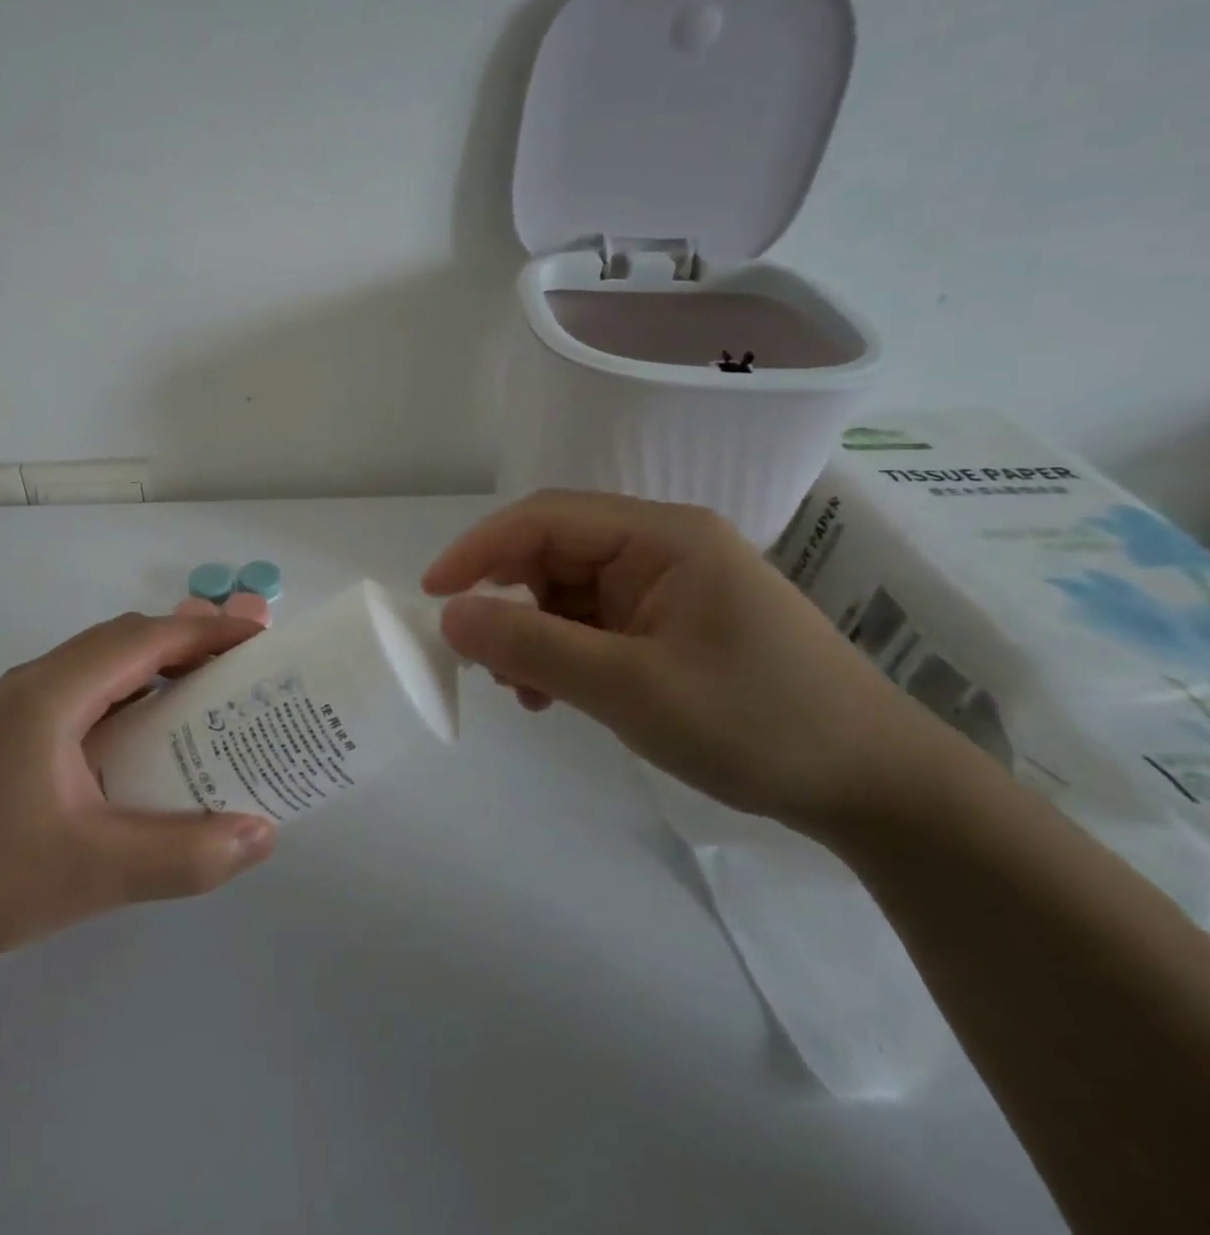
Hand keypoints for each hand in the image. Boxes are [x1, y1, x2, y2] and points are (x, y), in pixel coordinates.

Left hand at [0, 613, 277, 961]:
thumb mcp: (98, 871)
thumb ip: (186, 854)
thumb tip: (263, 834)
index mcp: (54, 692)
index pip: (144, 638)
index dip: (206, 631)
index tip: (258, 637)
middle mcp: (36, 683)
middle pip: (124, 639)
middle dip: (187, 641)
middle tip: (241, 665)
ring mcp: (19, 708)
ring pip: (103, 664)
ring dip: (157, 666)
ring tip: (208, 691)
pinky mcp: (13, 736)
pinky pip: (87, 693)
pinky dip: (131, 695)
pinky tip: (151, 735)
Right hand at [423, 492, 932, 832]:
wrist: (876, 789)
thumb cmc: (755, 723)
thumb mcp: (629, 688)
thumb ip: (532, 646)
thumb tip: (448, 616)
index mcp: (661, 537)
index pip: (544, 519)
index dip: (478, 550)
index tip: (431, 594)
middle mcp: (661, 547)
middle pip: (553, 552)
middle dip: (506, 600)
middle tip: (476, 655)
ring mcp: (666, 586)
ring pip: (566, 591)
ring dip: (530, 633)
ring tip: (519, 688)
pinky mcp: (670, 623)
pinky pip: (592, 623)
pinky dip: (560, 652)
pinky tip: (551, 694)